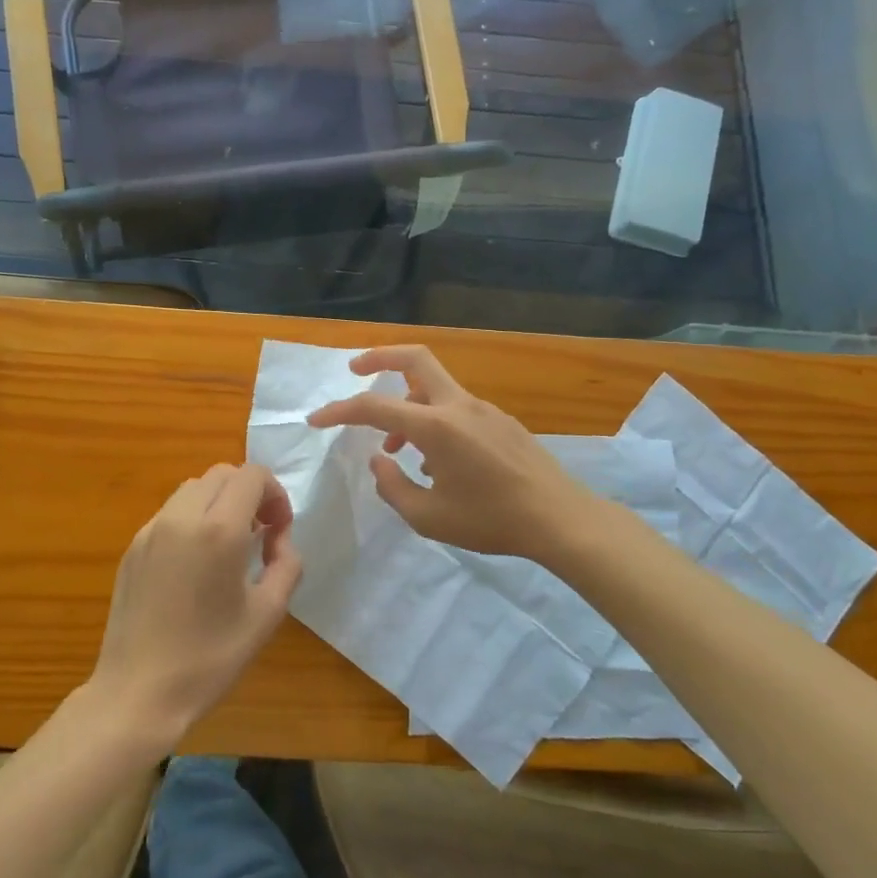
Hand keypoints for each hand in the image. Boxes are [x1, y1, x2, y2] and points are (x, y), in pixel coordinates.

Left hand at [89, 464, 301, 748]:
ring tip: (228, 546)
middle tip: (260, 534)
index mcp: (219, 530)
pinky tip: (196, 563)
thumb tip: (279, 540)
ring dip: (219, 502)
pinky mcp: (133, 547)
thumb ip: (287, 564)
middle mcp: (181, 517)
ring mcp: (151, 529)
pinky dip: (193, 518)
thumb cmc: (209, 659)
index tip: (279, 531)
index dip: (275, 494)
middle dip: (249, 493)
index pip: (252, 475)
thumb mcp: (267, 614)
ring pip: (193, 488)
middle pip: (222, 474)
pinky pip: (170, 513)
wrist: (137, 693)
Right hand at [307, 345, 598, 561]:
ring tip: (393, 448)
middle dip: (379, 356)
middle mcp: (458, 406)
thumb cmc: (491, 520)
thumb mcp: (429, 517)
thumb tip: (379, 461)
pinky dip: (432, 420)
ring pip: (434, 386)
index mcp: (437, 426)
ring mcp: (483, 409)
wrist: (560, 518)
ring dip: (405, 403)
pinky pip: (454, 408)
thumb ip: (393, 487)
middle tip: (355, 369)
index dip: (340, 410)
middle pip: (415, 358)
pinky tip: (435, 462)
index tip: (316, 419)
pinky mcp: (500, 421)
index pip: (375, 406)